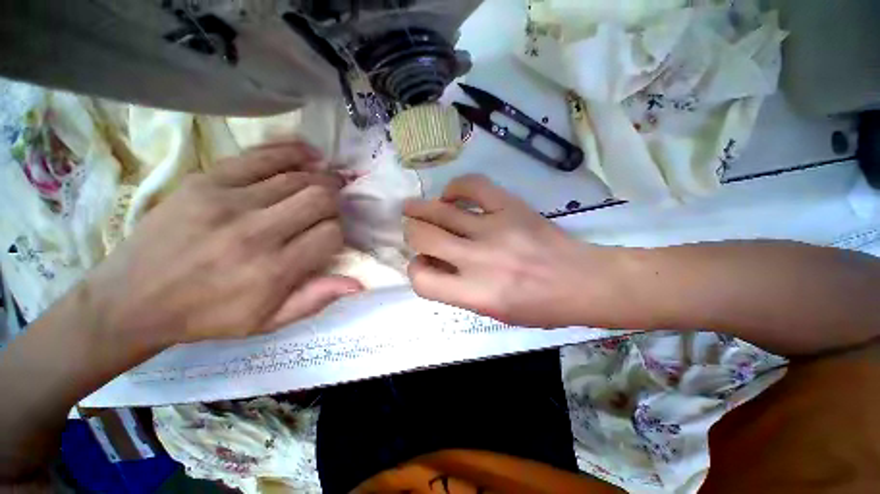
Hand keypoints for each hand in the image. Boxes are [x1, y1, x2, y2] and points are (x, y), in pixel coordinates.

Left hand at [85, 140, 362, 357]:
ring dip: (321, 177)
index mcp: (273, 270)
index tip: (331, 236)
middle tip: (336, 204)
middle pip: (319, 199)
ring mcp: (228, 201)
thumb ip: (315, 300)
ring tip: (329, 179)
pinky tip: (309, 154)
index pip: (330, 234)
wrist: (132, 298)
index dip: (339, 232)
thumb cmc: (207, 316)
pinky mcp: (205, 180)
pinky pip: (261, 156)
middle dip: (336, 200)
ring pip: (297, 177)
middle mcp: (256, 232)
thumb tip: (358, 283)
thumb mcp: (267, 323)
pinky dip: (292, 152)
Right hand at [404, 174, 620, 327]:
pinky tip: (451, 196)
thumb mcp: (493, 312)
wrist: (582, 281)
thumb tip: (434, 265)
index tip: (422, 264)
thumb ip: (459, 290)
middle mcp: (479, 260)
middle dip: (412, 233)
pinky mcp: (510, 207)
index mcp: (476, 293)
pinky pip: (472, 186)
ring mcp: (494, 228)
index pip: (422, 281)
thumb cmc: (539, 306)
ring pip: (440, 211)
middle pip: (424, 237)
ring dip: (420, 209)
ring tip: (411, 207)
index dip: (415, 270)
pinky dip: (455, 188)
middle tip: (413, 230)